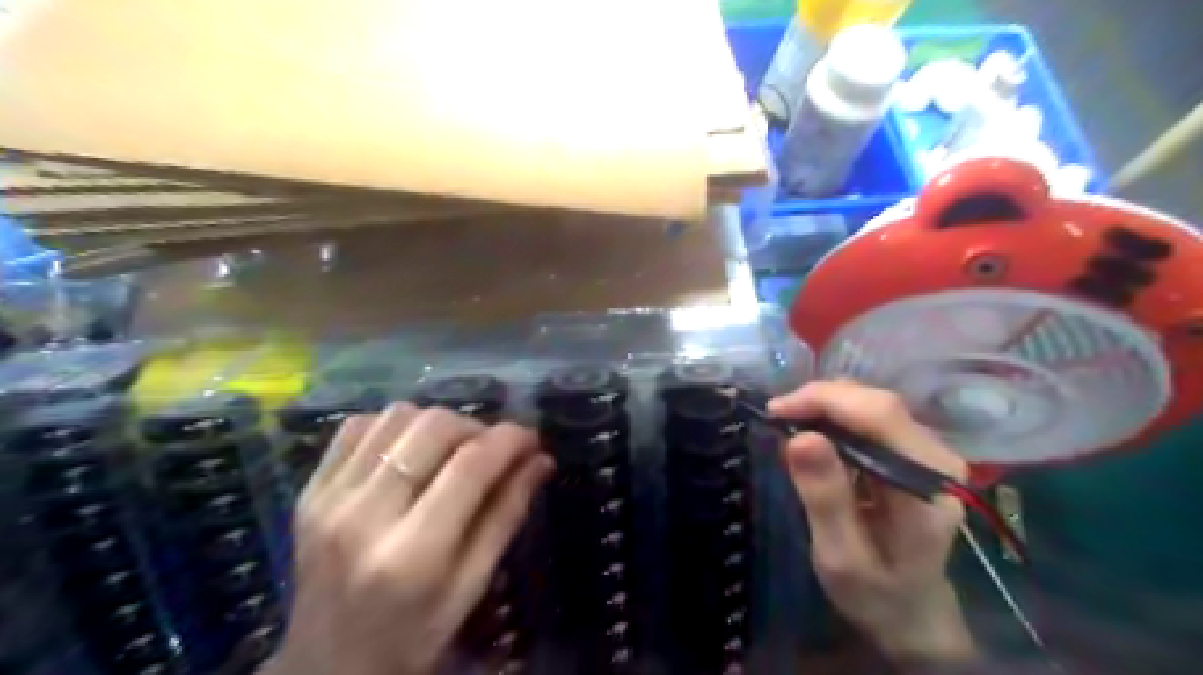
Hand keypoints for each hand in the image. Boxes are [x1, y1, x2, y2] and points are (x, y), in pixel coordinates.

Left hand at [268, 402, 553, 674]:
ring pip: (397, 416)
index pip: (471, 466)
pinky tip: (410, 450)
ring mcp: (328, 499)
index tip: (531, 438)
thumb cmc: (413, 637)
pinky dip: (395, 426)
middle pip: (433, 428)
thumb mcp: (471, 587)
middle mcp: (364, 516)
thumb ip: (506, 516)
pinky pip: (358, 426)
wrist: (326, 668)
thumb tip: (541, 460)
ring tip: (453, 449)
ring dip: (437, 423)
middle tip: (492, 449)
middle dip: (476, 427)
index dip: (509, 440)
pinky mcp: (309, 491)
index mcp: (413, 554)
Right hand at [770, 379, 974, 663]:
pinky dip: (835, 415)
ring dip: (826, 405)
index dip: (825, 401)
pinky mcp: (914, 451)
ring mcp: (929, 452)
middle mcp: (937, 460)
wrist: (910, 611)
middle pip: (878, 403)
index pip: (881, 416)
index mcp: (926, 486)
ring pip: (873, 403)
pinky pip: (871, 416)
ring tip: (788, 422)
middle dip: (821, 399)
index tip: (776, 411)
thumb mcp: (840, 555)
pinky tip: (812, 431)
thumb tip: (800, 437)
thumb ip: (825, 498)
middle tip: (776, 415)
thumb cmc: (873, 592)